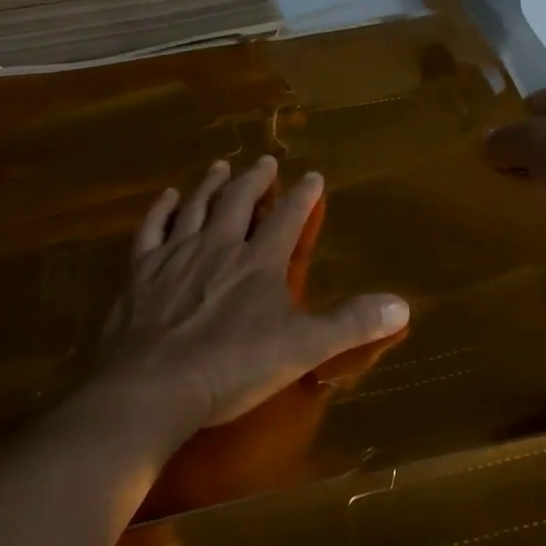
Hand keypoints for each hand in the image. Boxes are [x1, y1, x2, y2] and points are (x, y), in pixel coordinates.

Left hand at [104, 156, 408, 432]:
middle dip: (255, 178)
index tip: (313, 175)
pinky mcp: (142, 270)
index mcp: (260, 260)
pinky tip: (168, 197)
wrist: (155, 385)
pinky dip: (161, 210)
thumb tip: (403, 304)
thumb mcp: (304, 348)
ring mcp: (177, 254)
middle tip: (265, 161)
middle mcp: (220, 244)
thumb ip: (352, 323)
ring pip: (197, 206)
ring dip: (211, 183)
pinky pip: (153, 229)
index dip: (303, 195)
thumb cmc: (234, 366)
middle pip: (239, 200)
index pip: (288, 217)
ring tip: (220, 166)